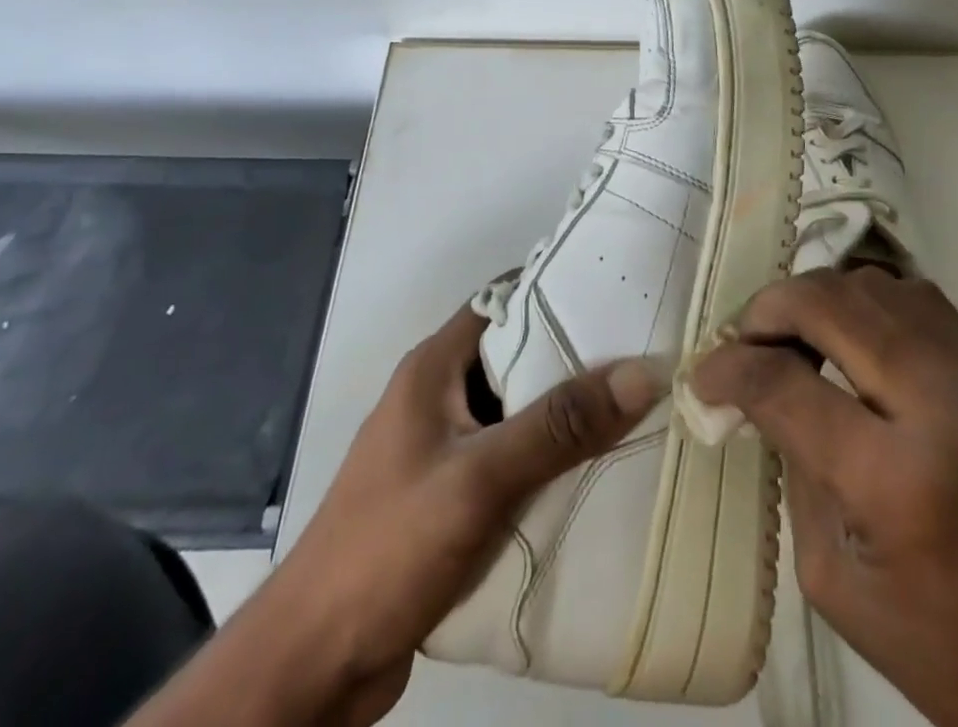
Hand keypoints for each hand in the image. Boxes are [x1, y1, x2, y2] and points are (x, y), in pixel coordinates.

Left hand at [129, 301, 663, 726]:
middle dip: (575, 356)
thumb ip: (560, 425)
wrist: (313, 667)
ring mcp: (441, 449)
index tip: (620, 294)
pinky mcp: (448, 497)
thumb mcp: (480, 478)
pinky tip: (594, 473)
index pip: (504, 301)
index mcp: (434, 367)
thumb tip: (644, 372)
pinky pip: (510, 460)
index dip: (558, 290)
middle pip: (516, 356)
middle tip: (642, 355)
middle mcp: (438, 396)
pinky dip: (547, 460)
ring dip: (564, 414)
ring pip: (516, 411)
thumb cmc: (388, 548)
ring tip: (634, 408)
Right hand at [690, 268, 957, 726]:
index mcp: (900, 482)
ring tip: (794, 335)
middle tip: (744, 340)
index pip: (787, 383)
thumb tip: (757, 389)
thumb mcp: (833, 578)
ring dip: (818, 299)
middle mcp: (944, 408)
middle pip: (832, 303)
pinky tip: (849, 335)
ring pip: (875, 285)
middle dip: (769, 309)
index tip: (704, 376)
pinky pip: (917, 299)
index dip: (730, 369)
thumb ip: (794, 465)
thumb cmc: (938, 648)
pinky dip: (867, 302)